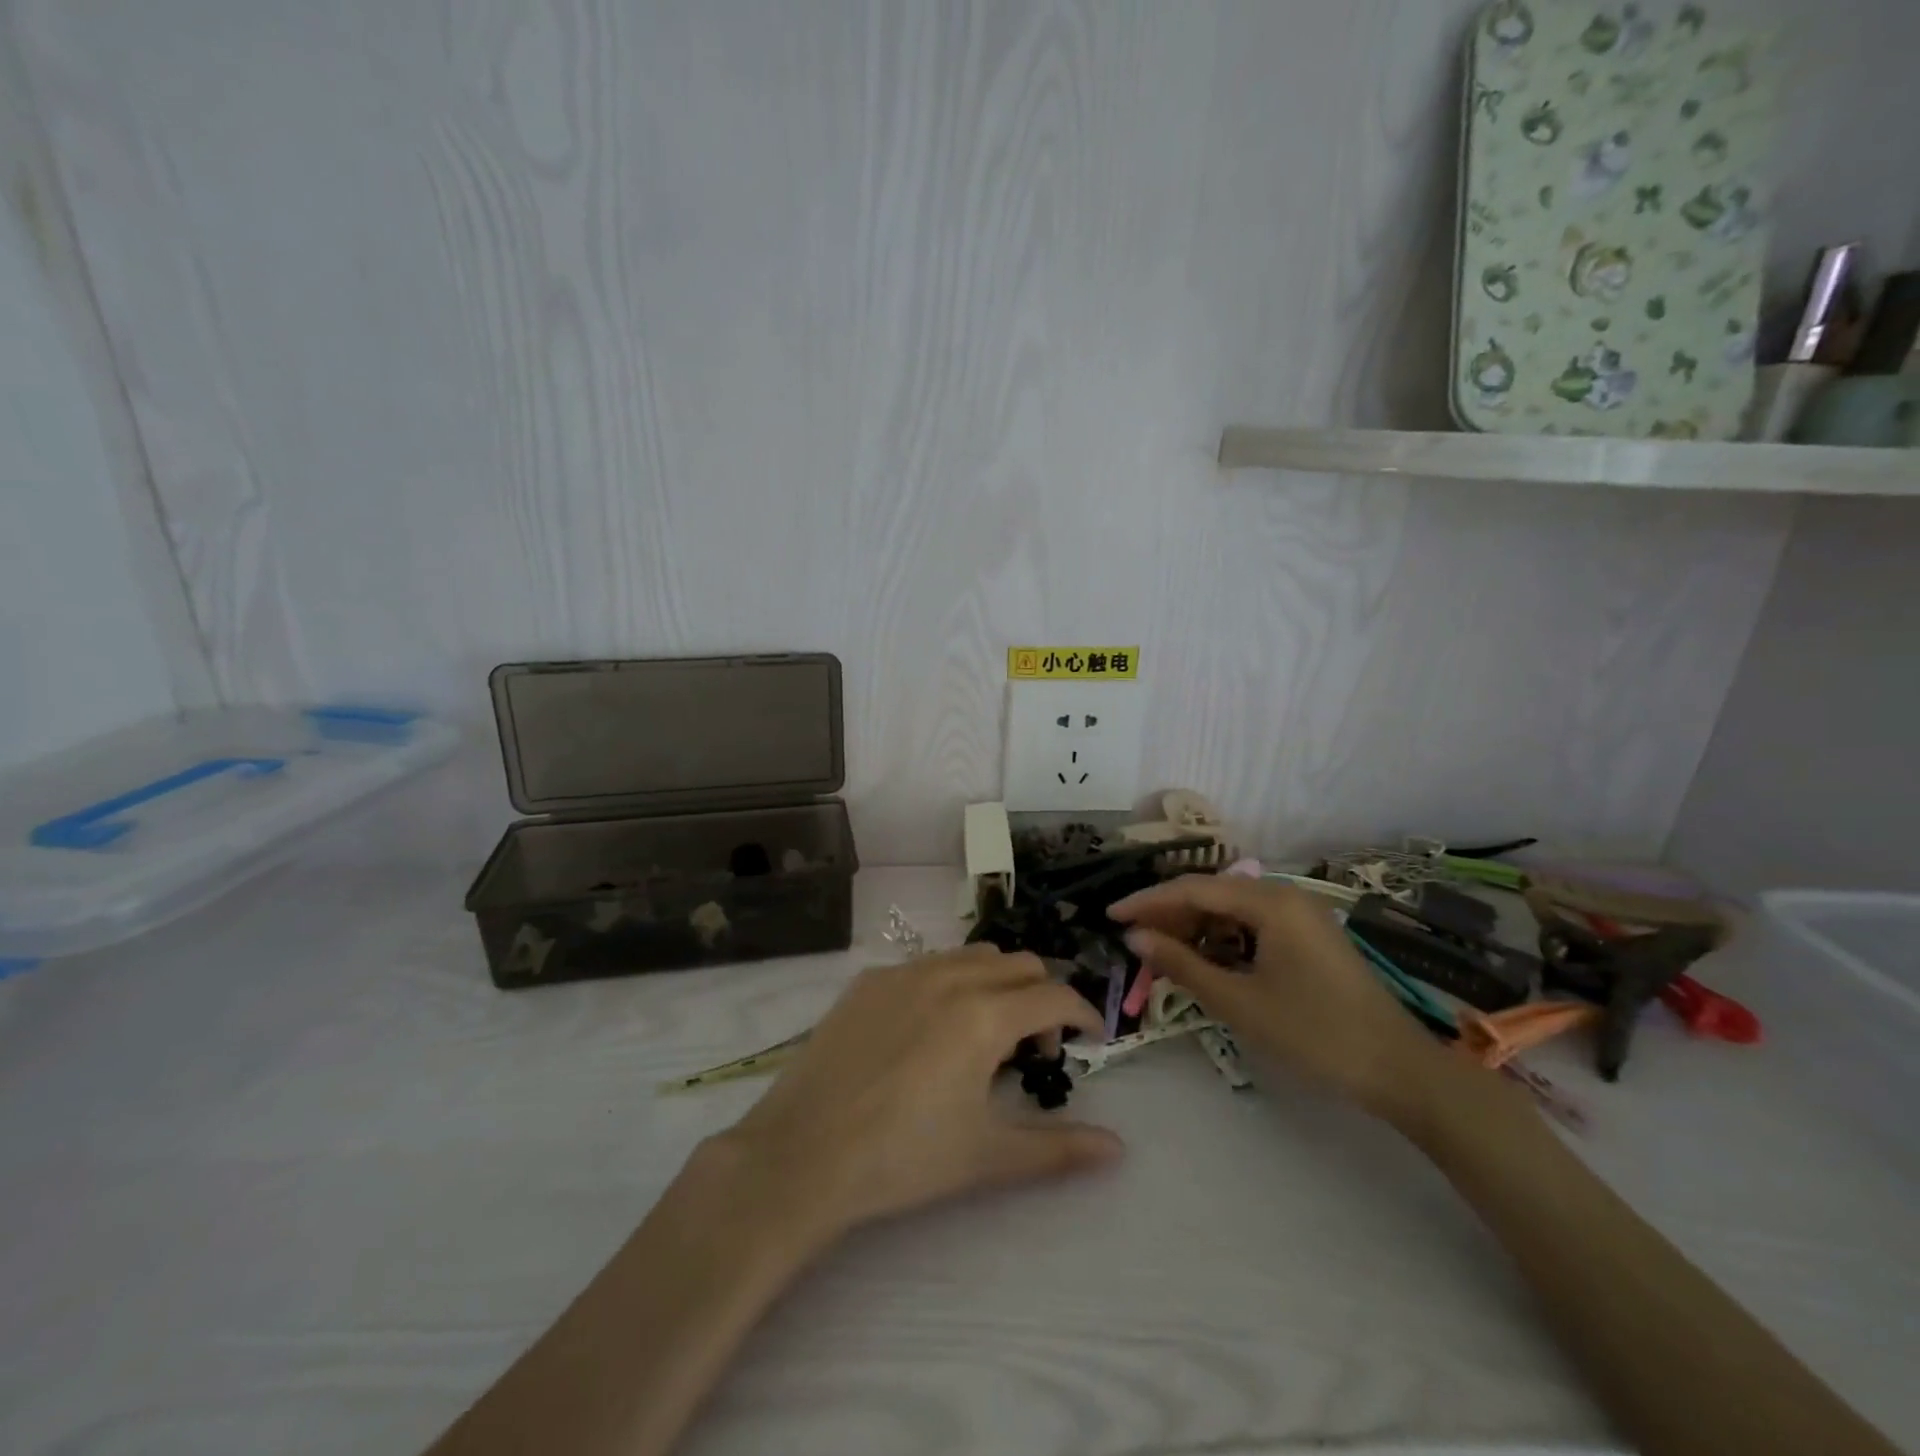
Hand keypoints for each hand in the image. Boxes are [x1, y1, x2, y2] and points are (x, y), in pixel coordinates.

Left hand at [718, 947, 1121, 1245]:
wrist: (803, 1153)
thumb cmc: (904, 1158)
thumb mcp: (988, 1156)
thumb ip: (1059, 1147)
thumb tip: (1118, 1148)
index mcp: (984, 1015)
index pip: (1055, 996)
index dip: (1084, 1014)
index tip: (1091, 1039)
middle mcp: (949, 977)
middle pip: (1019, 964)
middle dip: (1042, 997)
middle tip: (1035, 1048)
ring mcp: (904, 972)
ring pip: (973, 956)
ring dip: (998, 982)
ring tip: (985, 1033)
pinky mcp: (868, 980)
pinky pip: (927, 964)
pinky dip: (951, 983)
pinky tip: (930, 1029)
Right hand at [1110, 876, 1450, 1121]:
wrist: (1399, 1071)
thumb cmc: (1315, 1034)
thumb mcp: (1239, 1002)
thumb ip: (1182, 964)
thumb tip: (1134, 937)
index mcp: (1271, 902)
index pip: (1193, 890)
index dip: (1147, 901)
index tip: (1110, 916)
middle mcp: (1285, 895)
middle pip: (1212, 894)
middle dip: (1169, 914)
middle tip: (1133, 939)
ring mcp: (1300, 915)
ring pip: (1231, 909)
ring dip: (1194, 928)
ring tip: (1161, 952)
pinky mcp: (1308, 936)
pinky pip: (1251, 925)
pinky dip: (1222, 939)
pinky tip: (1204, 960)